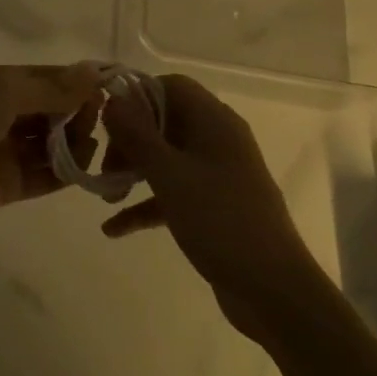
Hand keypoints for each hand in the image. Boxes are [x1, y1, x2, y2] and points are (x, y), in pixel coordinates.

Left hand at [0, 62, 102, 246]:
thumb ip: (49, 87)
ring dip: (73, 143)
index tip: (110, 89)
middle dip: (76, 113)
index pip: (44, 77)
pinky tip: (83, 172)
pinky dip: (64, 172)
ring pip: (48, 142)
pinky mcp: (4, 187)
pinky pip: (42, 175)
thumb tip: (95, 71)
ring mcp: (0, 150)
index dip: (76, 82)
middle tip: (95, 123)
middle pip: (50, 109)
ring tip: (88, 149)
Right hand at [101, 74, 327, 337]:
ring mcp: (217, 175)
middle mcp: (217, 140)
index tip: (107, 123)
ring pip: (166, 158)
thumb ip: (138, 136)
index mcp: (214, 121)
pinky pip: (172, 193)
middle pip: (164, 122)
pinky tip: (114, 229)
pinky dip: (146, 204)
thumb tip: (112, 101)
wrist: (272, 289)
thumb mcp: (171, 176)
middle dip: (129, 140)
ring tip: (105, 195)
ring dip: (134, 171)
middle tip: (104, 167)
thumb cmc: (221, 221)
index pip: (171, 86)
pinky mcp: (213, 207)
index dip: (137, 98)